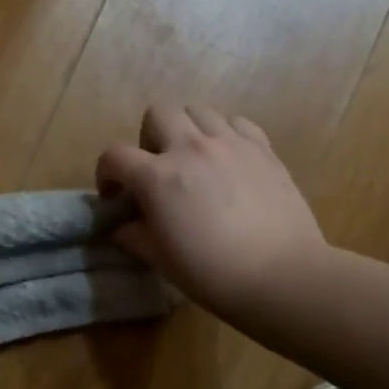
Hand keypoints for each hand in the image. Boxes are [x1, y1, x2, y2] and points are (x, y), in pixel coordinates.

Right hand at [96, 104, 327, 322]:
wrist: (282, 277)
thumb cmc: (212, 274)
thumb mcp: (160, 260)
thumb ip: (134, 235)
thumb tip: (120, 226)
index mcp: (158, 177)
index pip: (114, 155)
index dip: (106, 173)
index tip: (115, 196)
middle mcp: (191, 148)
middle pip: (158, 112)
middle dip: (148, 138)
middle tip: (158, 169)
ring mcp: (231, 144)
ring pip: (199, 110)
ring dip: (187, 130)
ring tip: (195, 161)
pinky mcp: (264, 149)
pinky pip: (237, 123)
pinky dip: (225, 134)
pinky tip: (228, 161)